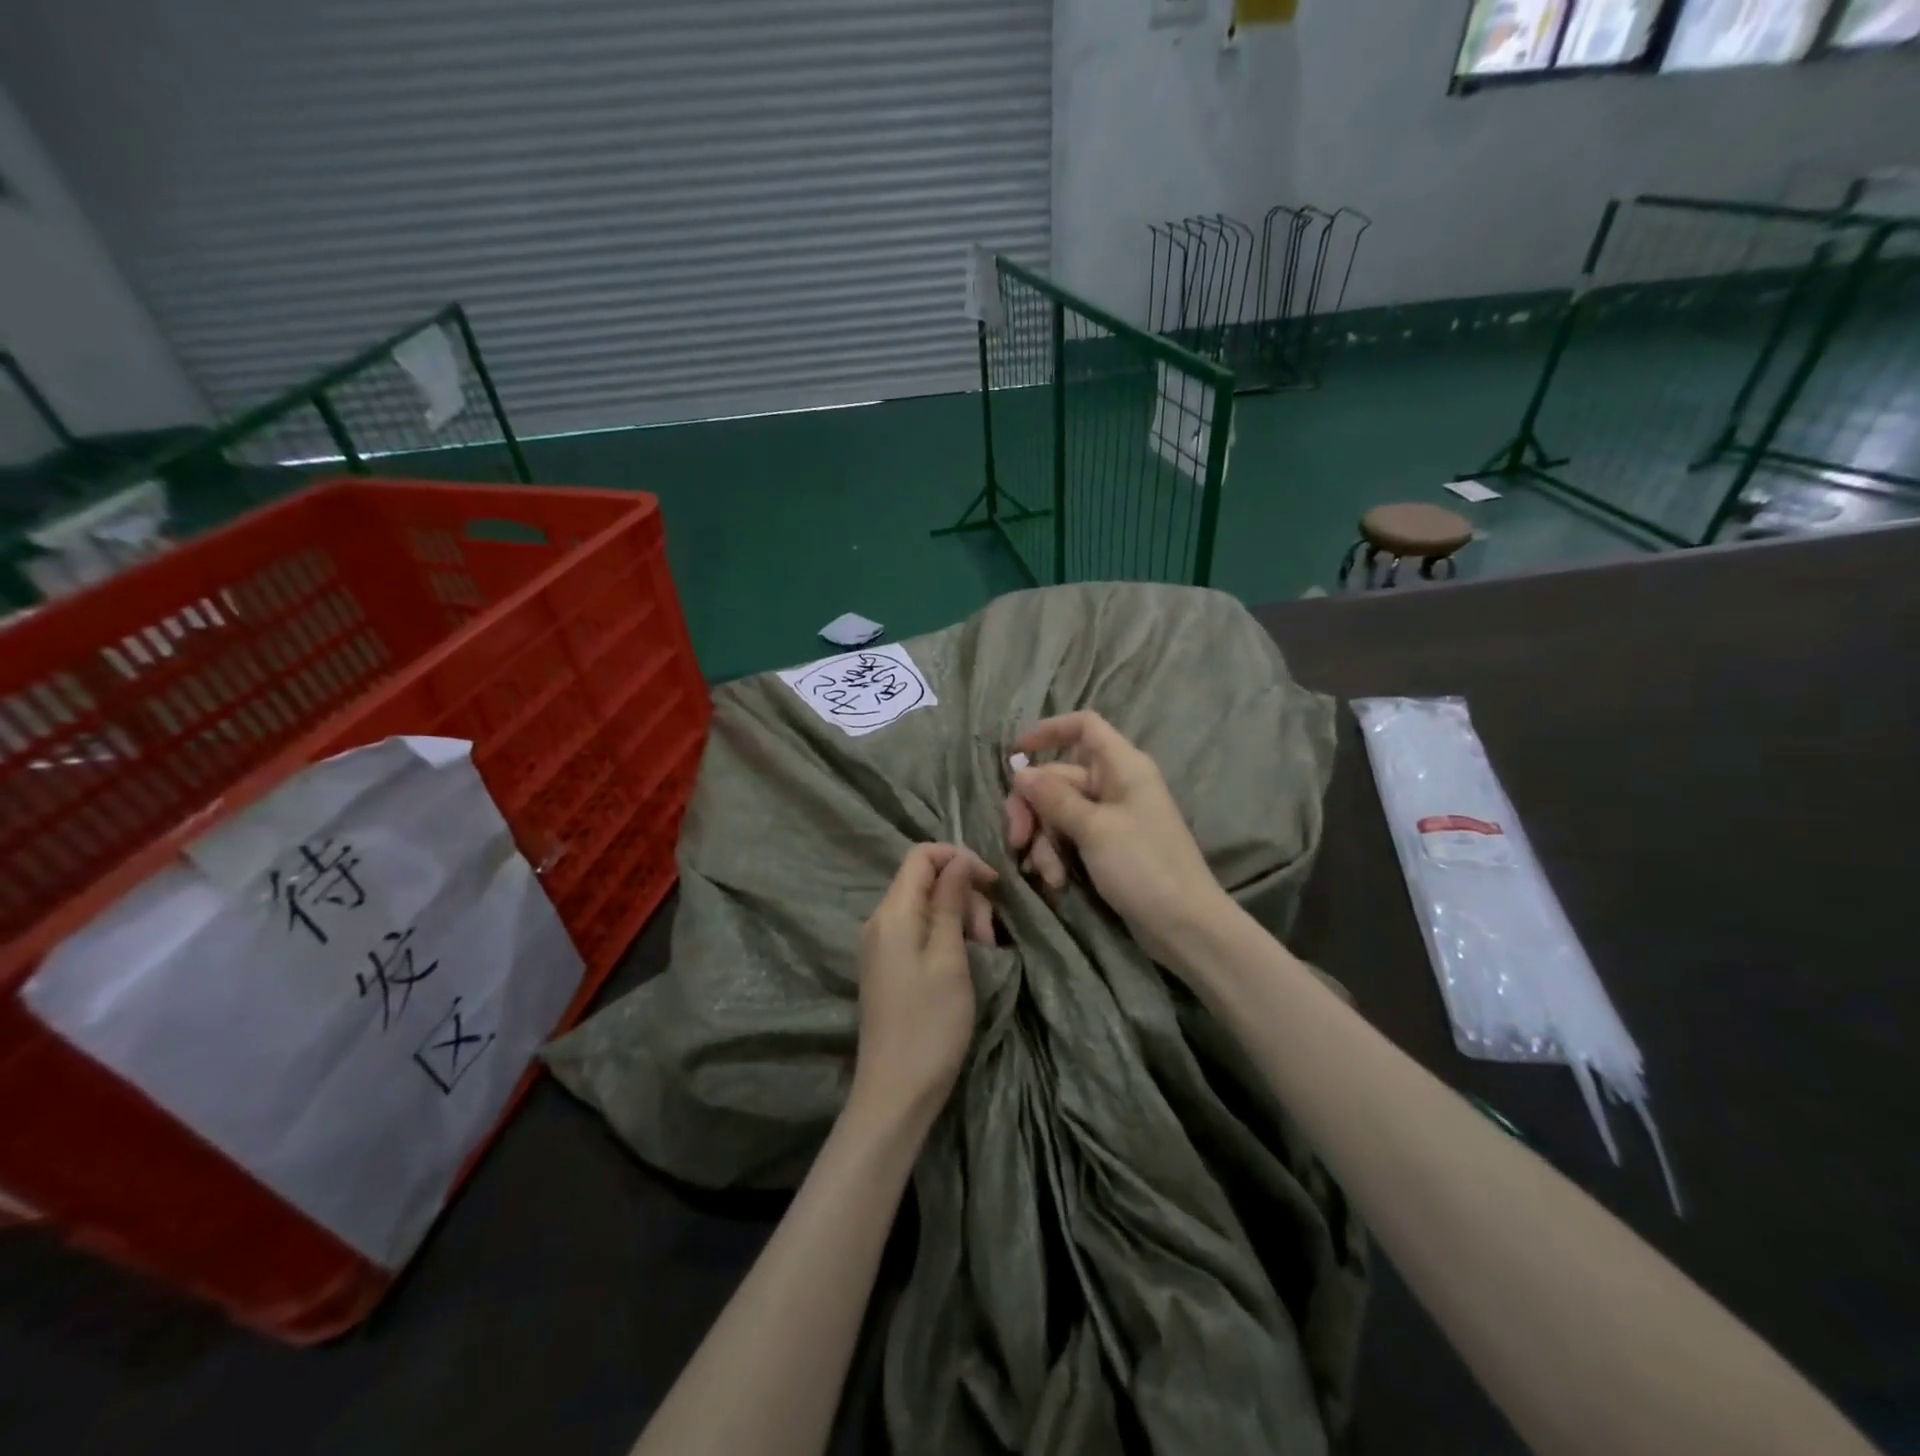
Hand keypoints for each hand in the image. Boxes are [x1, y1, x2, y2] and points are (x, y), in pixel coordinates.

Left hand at [852, 844, 997, 1124]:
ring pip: (925, 906)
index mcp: (892, 912)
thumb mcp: (949, 957)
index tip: (993, 883)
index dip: (959, 858)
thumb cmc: (930, 1023)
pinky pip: (918, 930)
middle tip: (990, 934)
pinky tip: (964, 960)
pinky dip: (945, 934)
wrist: (895, 1091)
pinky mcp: (887, 966)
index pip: (921, 855)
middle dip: (964, 894)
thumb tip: (958, 861)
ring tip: (984, 950)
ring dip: (959, 916)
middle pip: (925, 880)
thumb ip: (950, 902)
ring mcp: (880, 944)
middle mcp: (880, 920)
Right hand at [1003, 711, 1230, 969]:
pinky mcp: (1108, 846)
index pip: (1084, 727)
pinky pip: (1071, 837)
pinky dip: (1058, 855)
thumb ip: (1054, 797)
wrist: (1185, 926)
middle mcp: (1116, 784)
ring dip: (1045, 841)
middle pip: (1059, 778)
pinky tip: (1055, 882)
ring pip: (1059, 813)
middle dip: (1034, 809)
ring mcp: (1112, 817)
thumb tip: (1021, 772)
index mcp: (1122, 767)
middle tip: (1017, 840)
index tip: (1015, 753)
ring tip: (1046, 874)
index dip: (1049, 731)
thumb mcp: (1094, 829)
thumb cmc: (1144, 866)